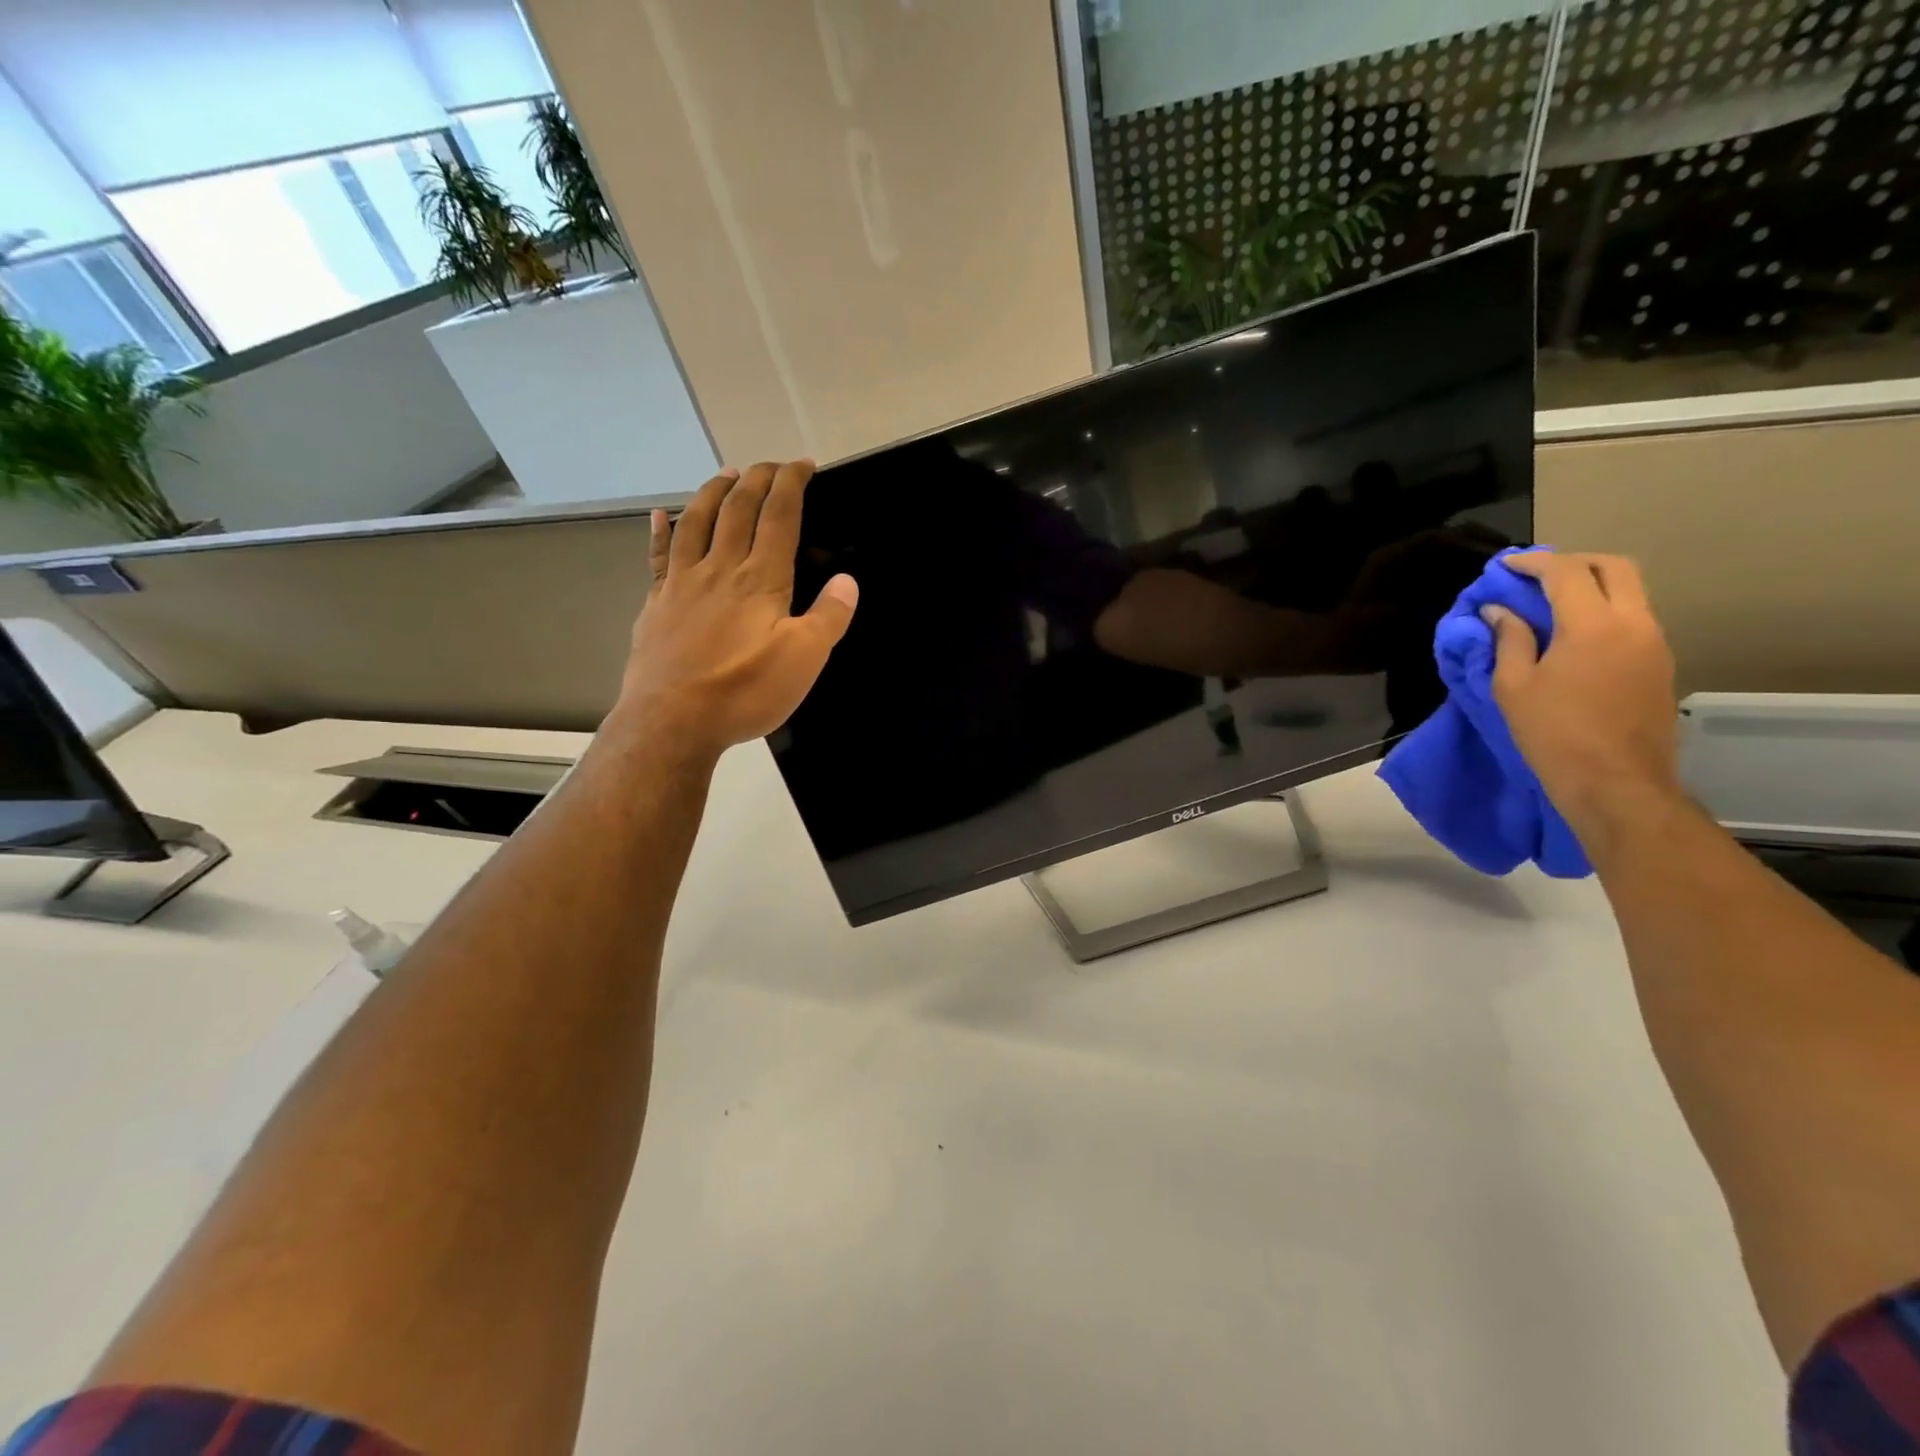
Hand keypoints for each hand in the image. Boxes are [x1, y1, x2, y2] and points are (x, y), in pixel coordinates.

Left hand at [614, 461, 857, 758]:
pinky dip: (661, 531)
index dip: (791, 484)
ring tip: (727, 474)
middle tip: (771, 465)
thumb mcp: (804, 660)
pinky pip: (659, 556)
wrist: (672, 721)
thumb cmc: (744, 691)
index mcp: (760, 579)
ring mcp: (682, 583)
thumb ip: (828, 617)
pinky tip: (661, 515)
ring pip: (697, 522)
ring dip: (714, 492)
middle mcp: (720, 569)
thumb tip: (847, 581)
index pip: (778, 516)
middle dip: (757, 479)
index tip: (802, 464)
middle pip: (738, 509)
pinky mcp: (657, 604)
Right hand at [1484, 552, 1681, 837]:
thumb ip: (1509, 641)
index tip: (1505, 567)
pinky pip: (1632, 619)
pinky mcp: (1659, 664)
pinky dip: (1602, 611)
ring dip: (1590, 587)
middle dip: (1572, 563)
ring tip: (1549, 605)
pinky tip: (1572, 634)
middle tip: (1535, 576)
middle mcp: (1634, 623)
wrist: (1616, 782)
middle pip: (1613, 568)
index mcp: (1593, 626)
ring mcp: (1654, 643)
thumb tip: (1500, 612)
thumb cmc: (1554, 734)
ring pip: (1628, 592)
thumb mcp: (1514, 687)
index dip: (1533, 563)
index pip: (1565, 573)